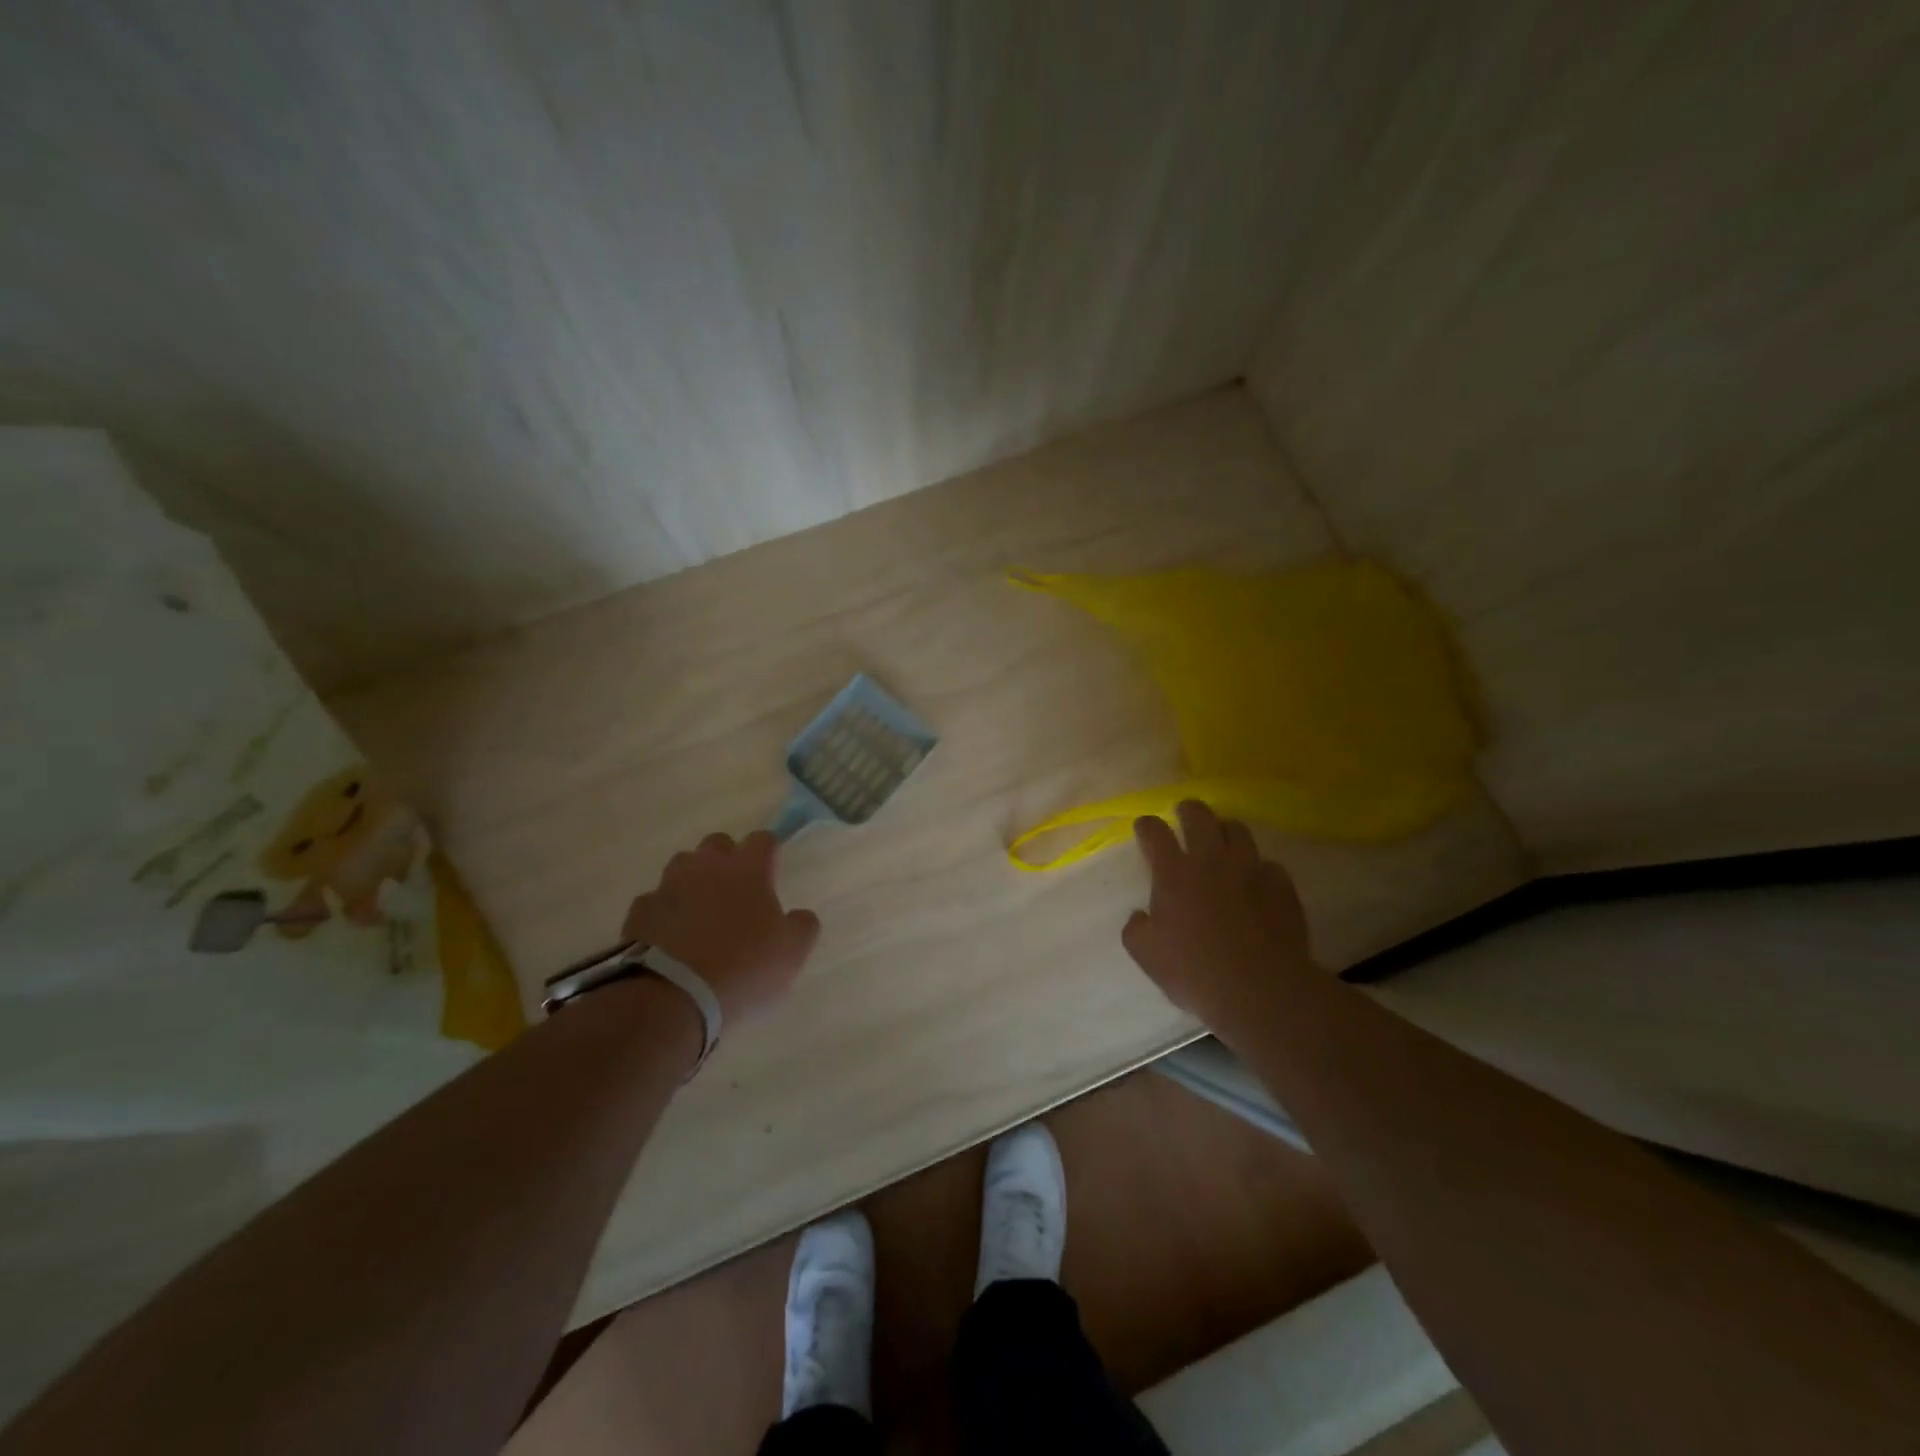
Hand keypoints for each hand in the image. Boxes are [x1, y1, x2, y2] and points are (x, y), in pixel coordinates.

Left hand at [622, 830, 820, 1023]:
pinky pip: (654, 901)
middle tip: (736, 890)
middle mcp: (706, 868)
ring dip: (693, 881)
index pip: (762, 840)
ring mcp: (668, 887)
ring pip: (682, 867)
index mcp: (747, 870)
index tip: (772, 870)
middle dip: (727, 859)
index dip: (769, 851)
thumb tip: (800, 915)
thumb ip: (802, 926)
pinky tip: (670, 935)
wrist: (670, 997)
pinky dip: (664, 912)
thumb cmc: (742, 968)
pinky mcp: (639, 913)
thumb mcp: (791, 952)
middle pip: (717, 844)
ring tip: (701, 911)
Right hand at [1121, 800, 1314, 1031]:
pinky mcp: (1281, 885)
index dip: (1147, 825)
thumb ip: (1136, 928)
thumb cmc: (1195, 971)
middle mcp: (1210, 860)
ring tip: (1222, 840)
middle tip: (1184, 814)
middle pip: (1199, 815)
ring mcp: (1249, 869)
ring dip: (1225, 831)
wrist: (1261, 989)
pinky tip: (1257, 882)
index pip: (1154, 832)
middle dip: (1188, 810)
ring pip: (1237, 830)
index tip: (1145, 828)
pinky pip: (1269, 864)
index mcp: (1173, 873)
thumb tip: (1141, 915)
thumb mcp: (1146, 955)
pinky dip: (1259, 868)